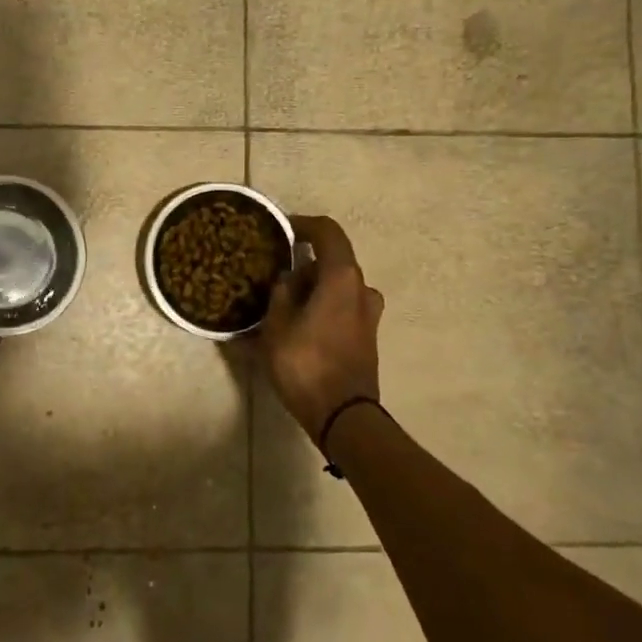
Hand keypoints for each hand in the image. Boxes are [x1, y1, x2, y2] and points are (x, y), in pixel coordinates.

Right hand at [260, 215, 384, 440]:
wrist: (343, 416)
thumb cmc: (305, 364)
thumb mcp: (276, 326)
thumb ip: (281, 294)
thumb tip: (288, 279)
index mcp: (342, 278)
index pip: (327, 232)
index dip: (303, 225)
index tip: (280, 229)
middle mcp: (362, 289)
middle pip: (331, 262)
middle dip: (301, 267)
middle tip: (272, 280)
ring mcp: (369, 314)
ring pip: (335, 288)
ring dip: (311, 291)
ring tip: (281, 307)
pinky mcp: (367, 336)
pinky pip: (341, 308)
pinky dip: (321, 308)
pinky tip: (297, 327)